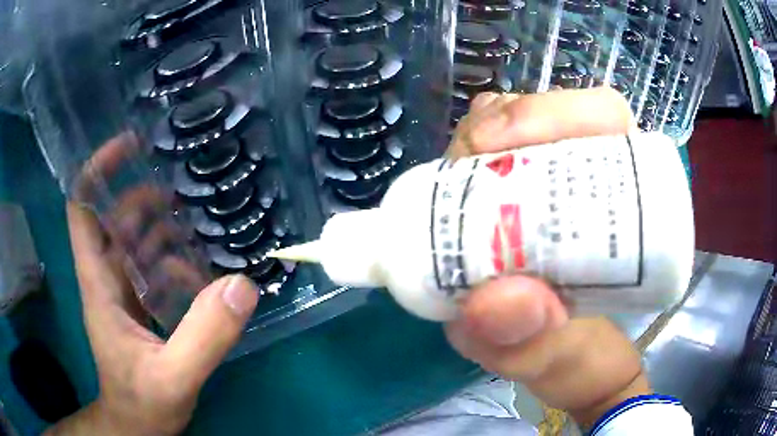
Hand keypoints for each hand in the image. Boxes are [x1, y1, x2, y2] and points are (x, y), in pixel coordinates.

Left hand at [46, 133, 258, 435]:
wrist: (138, 426)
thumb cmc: (143, 403)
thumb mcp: (174, 377)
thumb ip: (205, 336)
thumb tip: (243, 285)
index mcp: (99, 282)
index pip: (82, 208)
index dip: (99, 170)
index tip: (130, 145)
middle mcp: (107, 278)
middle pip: (115, 218)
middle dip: (143, 196)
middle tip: (182, 189)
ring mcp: (123, 293)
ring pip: (136, 241)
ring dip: (163, 226)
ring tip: (198, 222)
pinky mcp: (139, 307)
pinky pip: (152, 268)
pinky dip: (173, 258)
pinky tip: (200, 267)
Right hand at [446, 88, 650, 426]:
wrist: (551, 359)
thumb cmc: (569, 354)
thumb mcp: (550, 359)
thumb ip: (531, 343)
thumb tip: (493, 301)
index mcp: (623, 200)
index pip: (605, 118)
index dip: (561, 112)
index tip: (503, 143)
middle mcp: (588, 175)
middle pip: (548, 112)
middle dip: (502, 124)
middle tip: (468, 165)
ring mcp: (547, 174)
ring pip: (510, 122)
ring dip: (475, 139)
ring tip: (454, 180)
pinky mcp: (512, 186)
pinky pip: (484, 147)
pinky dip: (462, 156)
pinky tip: (451, 184)